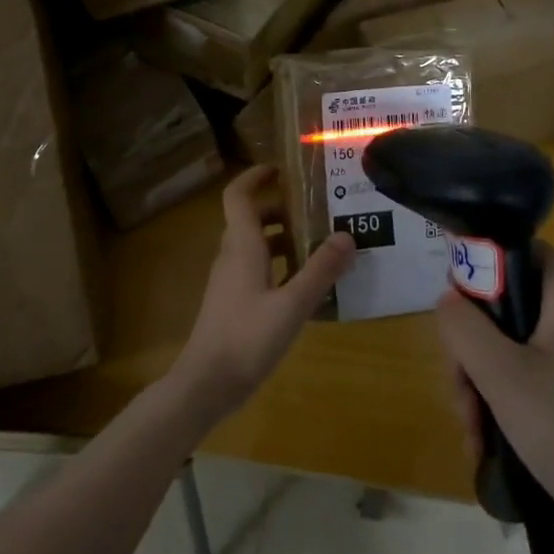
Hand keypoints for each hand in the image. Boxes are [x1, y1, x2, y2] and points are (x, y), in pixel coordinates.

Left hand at [172, 167, 355, 421]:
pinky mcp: (232, 302)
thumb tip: (347, 235)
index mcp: (241, 246)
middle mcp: (231, 256)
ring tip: (321, 246)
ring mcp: (229, 281)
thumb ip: (320, 270)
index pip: (238, 195)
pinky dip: (279, 265)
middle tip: (319, 212)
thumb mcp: (292, 304)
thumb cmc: (247, 338)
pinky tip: (305, 285)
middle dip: (282, 210)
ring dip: (284, 239)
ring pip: (255, 245)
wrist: (205, 384)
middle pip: (251, 218)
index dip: (256, 176)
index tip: (283, 169)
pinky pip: (256, 269)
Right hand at [434, 245, 553, 553]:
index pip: (523, 251)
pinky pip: (527, 384)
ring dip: (480, 386)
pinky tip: (485, 446)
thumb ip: (464, 327)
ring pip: (510, 351)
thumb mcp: (502, 376)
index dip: (484, 265)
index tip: (456, 307)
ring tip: (472, 432)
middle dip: (472, 349)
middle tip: (461, 388)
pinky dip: (502, 407)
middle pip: (507, 308)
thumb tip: (449, 299)